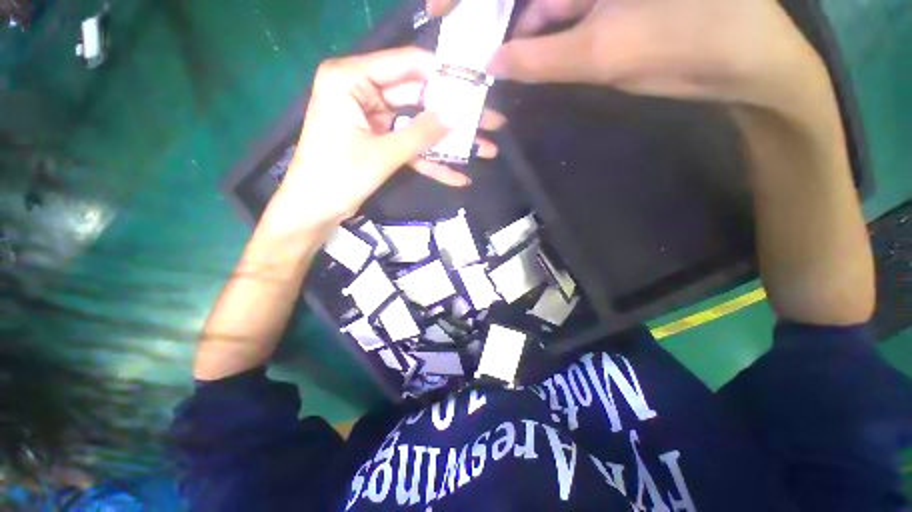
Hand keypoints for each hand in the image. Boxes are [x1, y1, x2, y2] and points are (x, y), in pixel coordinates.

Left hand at [271, 47, 503, 231]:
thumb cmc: (337, 177)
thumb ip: (422, 133)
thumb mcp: (383, 154)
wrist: (314, 211)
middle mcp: (364, 93)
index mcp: (352, 79)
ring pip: (420, 127)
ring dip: (451, 144)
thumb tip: (461, 112)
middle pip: (420, 100)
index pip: (407, 65)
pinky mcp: (382, 144)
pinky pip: (412, 149)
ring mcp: (375, 121)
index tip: (478, 86)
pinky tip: (458, 176)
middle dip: (455, 116)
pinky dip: (433, 163)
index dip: (445, 75)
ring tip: (486, 150)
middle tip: (491, 122)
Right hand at [485, 0, 825, 112]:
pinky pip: (552, 22)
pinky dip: (531, 42)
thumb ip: (539, 59)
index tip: (438, 12)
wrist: (739, 59)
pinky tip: (514, 61)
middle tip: (459, 48)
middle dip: (487, 16)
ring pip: (535, 7)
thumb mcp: (602, 52)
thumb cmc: (683, 43)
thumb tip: (492, 63)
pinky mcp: (598, 10)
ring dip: (507, 33)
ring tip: (481, 63)